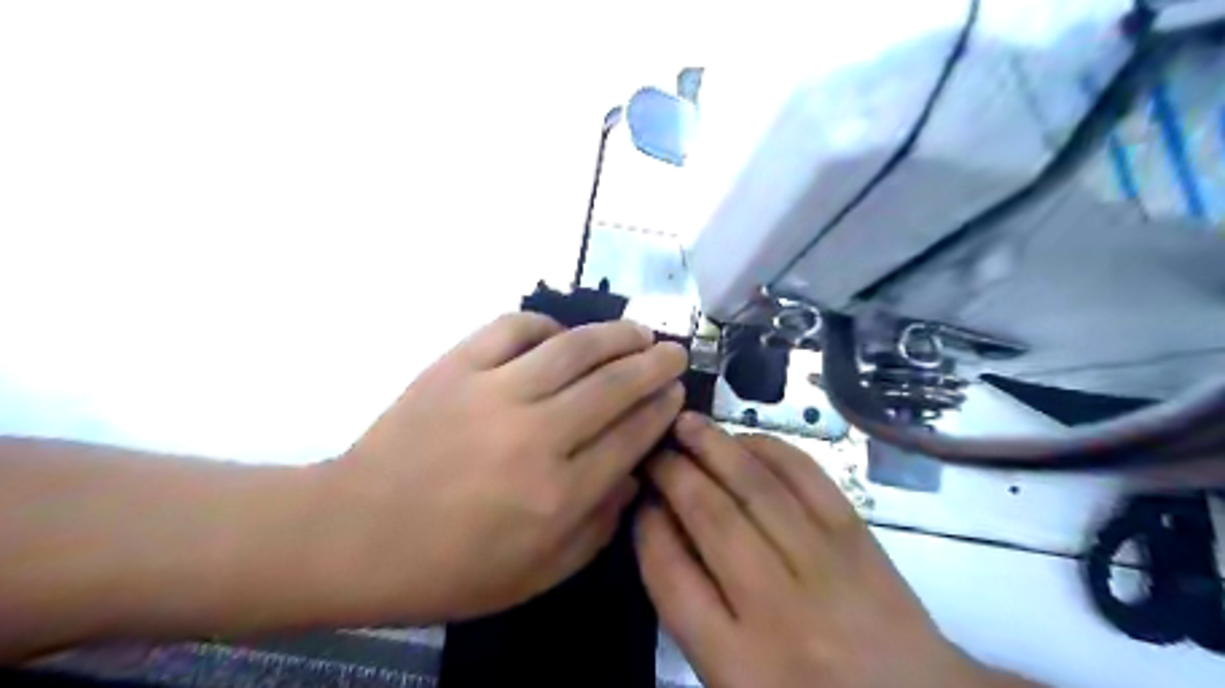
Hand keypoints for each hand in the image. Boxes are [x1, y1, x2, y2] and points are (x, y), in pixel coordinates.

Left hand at [325, 314, 688, 624]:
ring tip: (639, 332)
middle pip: (614, 386)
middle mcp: (536, 436)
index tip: (676, 392)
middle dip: (655, 365)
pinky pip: (514, 328)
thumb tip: (633, 474)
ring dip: (616, 335)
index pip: (631, 436)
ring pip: (574, 348)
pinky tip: (561, 335)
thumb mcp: (538, 574)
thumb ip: (598, 528)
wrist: (354, 535)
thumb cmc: (450, 567)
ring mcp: (494, 393)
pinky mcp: (456, 366)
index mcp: (559, 495)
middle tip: (674, 352)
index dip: (661, 409)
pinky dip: (546, 324)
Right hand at [642, 413, 1030, 687]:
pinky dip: (772, 450)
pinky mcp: (857, 535)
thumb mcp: (733, 679)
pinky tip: (746, 439)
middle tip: (654, 449)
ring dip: (715, 447)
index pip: (671, 575)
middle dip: (673, 472)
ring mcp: (822, 563)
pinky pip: (807, 478)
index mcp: (738, 662)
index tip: (640, 498)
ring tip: (687, 423)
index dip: (648, 526)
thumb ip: (692, 610)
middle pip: (710, 517)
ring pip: (755, 487)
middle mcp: (777, 606)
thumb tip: (663, 526)